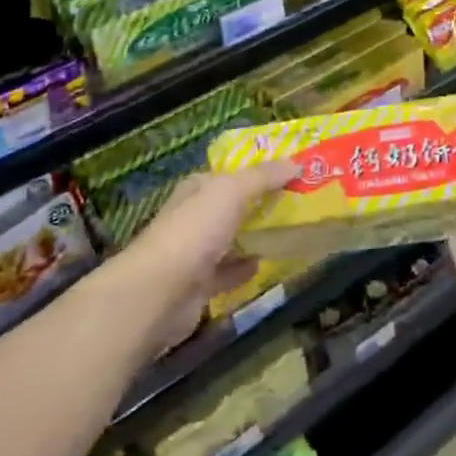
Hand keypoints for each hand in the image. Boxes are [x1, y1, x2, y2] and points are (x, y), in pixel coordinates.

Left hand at [112, 162, 298, 355]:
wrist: (159, 293)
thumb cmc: (194, 231)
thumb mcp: (231, 192)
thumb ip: (262, 177)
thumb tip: (295, 163)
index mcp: (196, 189)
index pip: (227, 174)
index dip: (255, 172)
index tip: (287, 174)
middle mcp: (193, 217)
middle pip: (230, 207)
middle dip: (258, 205)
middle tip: (296, 204)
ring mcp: (194, 252)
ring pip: (229, 240)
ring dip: (252, 238)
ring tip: (287, 233)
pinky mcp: (198, 286)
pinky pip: (227, 273)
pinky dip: (243, 269)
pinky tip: (264, 266)